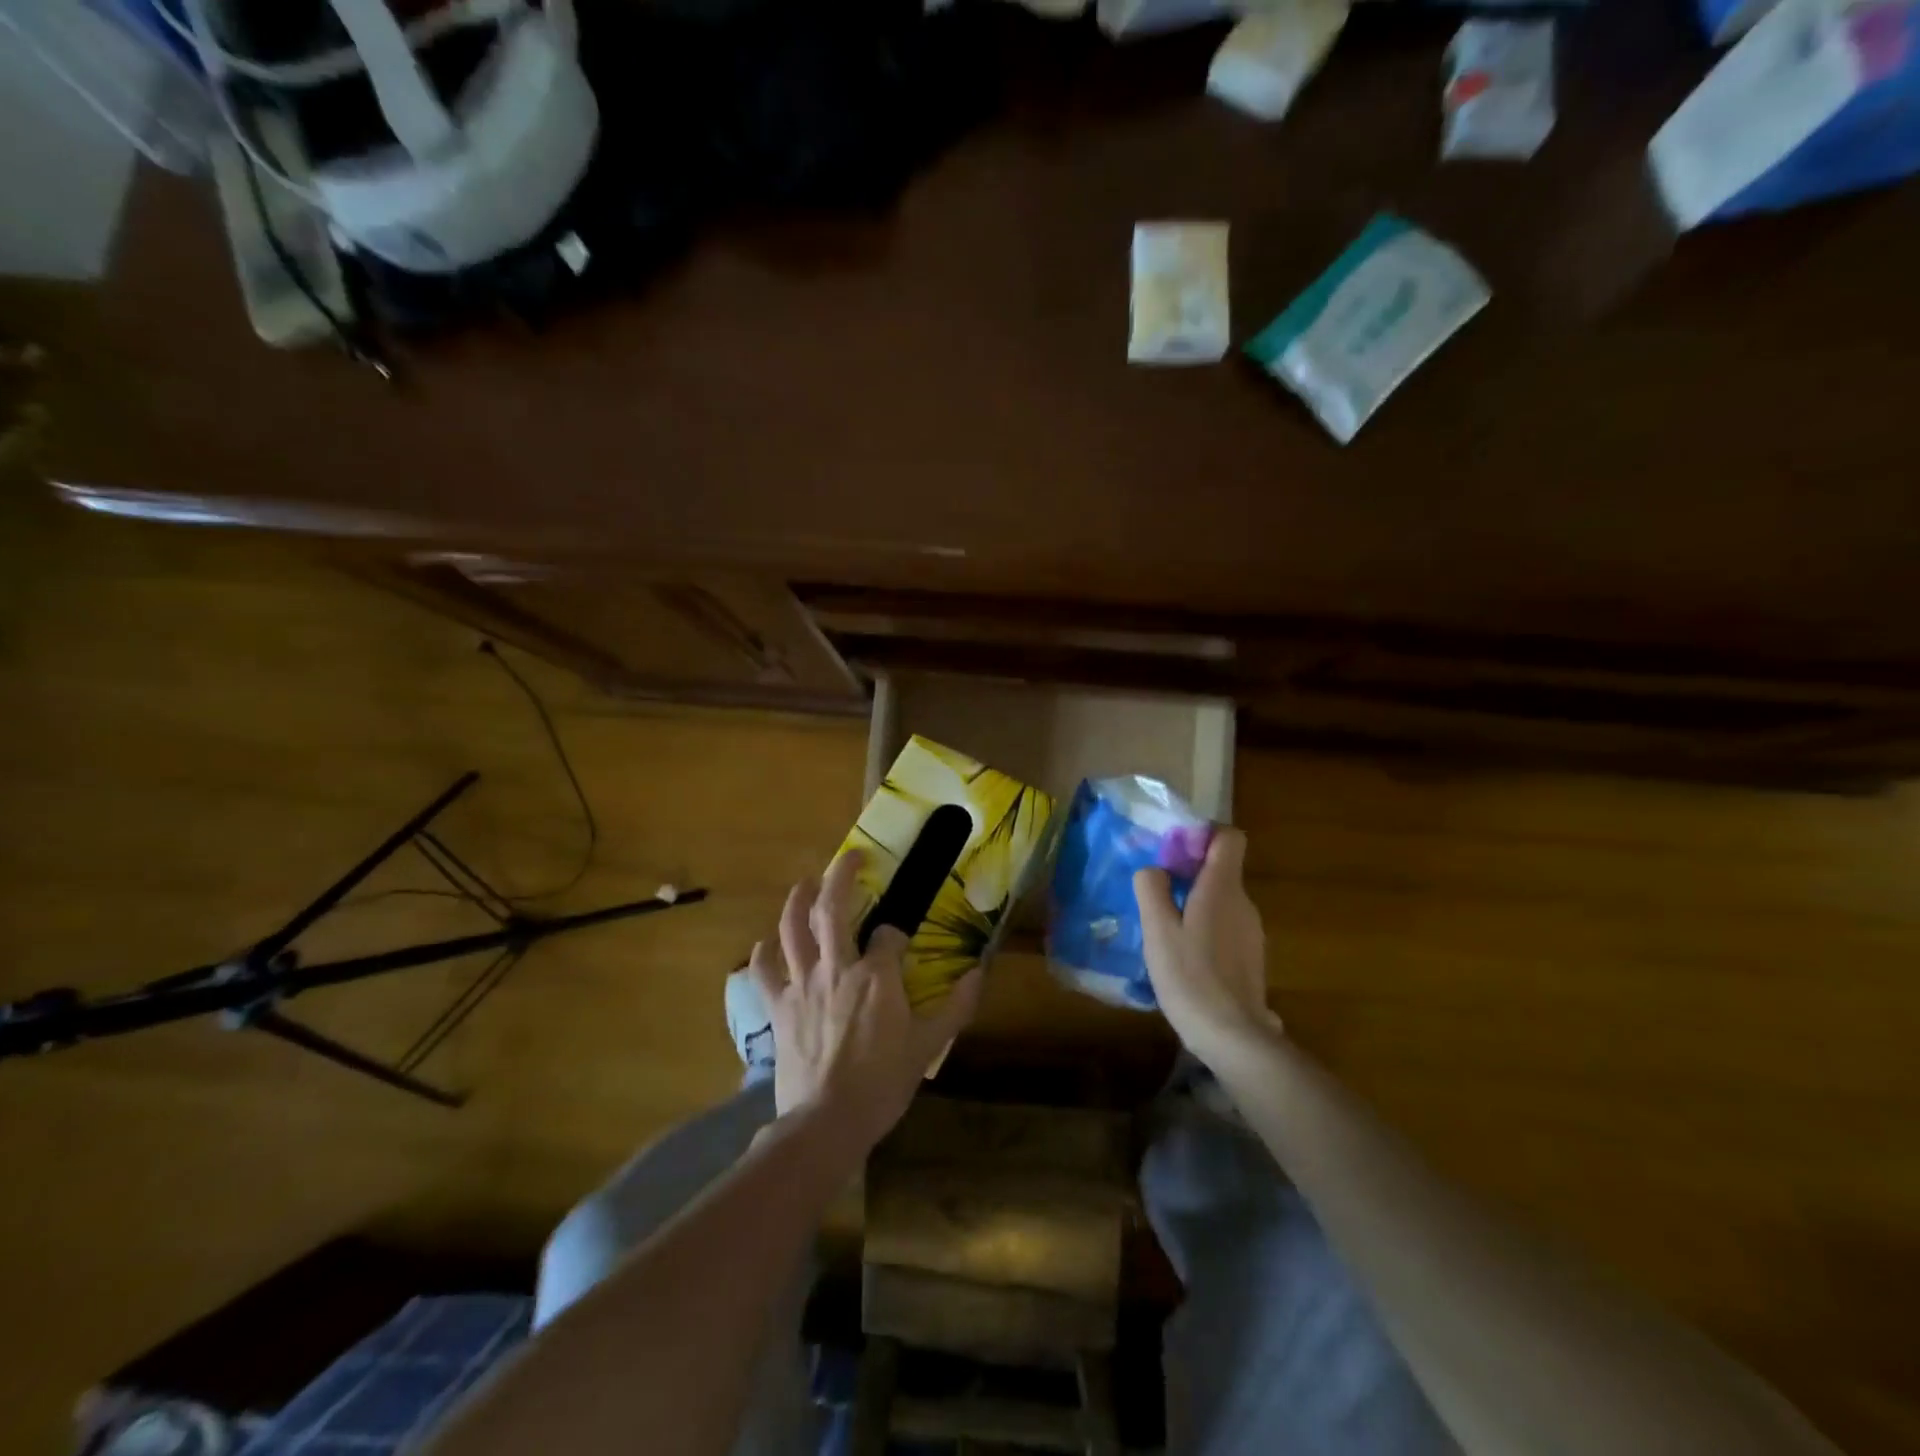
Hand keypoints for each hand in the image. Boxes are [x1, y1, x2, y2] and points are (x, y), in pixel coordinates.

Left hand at [750, 849, 982, 1153]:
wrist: (827, 1122)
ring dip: (798, 899)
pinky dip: (763, 952)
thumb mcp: (929, 1046)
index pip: (888, 934)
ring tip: (805, 883)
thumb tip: (980, 973)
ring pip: (792, 927)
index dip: (896, 932)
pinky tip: (767, 943)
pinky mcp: (778, 1006)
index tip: (900, 941)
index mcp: (876, 975)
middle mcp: (837, 967)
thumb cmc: (883, 1083)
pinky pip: (764, 970)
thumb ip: (956, 1006)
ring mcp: (802, 984)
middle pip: (832, 908)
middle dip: (840, 875)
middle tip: (850, 857)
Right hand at [1134, 828, 1278, 1063]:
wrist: (1233, 1037)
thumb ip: (1152, 889)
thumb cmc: (1190, 977)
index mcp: (1222, 888)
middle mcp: (1243, 903)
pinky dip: (1205, 928)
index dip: (1202, 835)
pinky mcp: (1251, 957)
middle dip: (1189, 873)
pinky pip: (1226, 925)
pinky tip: (1184, 957)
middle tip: (1155, 894)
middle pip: (1221, 869)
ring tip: (1164, 929)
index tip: (1173, 853)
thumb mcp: (1157, 929)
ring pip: (1221, 899)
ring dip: (1195, 903)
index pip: (1228, 837)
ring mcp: (1252, 932)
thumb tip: (1155, 869)